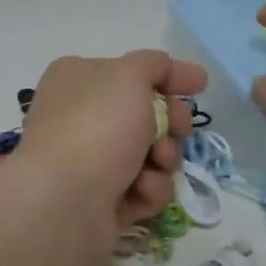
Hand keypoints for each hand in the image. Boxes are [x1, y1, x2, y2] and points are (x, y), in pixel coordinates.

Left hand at [11, 50, 207, 242]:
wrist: (64, 200)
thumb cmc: (96, 125)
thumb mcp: (129, 76)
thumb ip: (153, 64)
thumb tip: (166, 67)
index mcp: (77, 80)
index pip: (131, 72)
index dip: (169, 76)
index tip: (200, 85)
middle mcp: (79, 117)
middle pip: (144, 115)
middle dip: (170, 123)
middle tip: (179, 129)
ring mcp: (88, 162)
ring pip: (149, 155)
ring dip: (164, 159)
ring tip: (155, 165)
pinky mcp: (100, 201)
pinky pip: (141, 189)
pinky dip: (148, 189)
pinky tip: (140, 192)